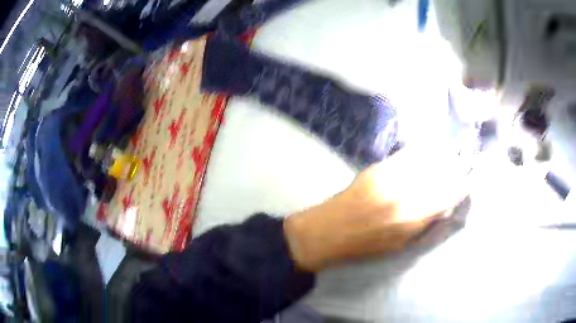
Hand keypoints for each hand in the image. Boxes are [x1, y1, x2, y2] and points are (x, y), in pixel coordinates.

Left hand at [284, 148, 468, 271]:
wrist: (327, 231)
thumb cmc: (363, 247)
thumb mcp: (399, 245)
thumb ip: (424, 224)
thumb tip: (444, 207)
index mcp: (411, 218)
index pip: (446, 196)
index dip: (461, 186)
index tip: (471, 179)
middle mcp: (404, 193)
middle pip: (439, 173)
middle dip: (456, 165)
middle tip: (467, 159)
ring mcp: (390, 176)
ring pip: (425, 159)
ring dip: (442, 154)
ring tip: (454, 150)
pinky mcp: (377, 168)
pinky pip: (406, 155)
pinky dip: (421, 151)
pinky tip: (430, 148)